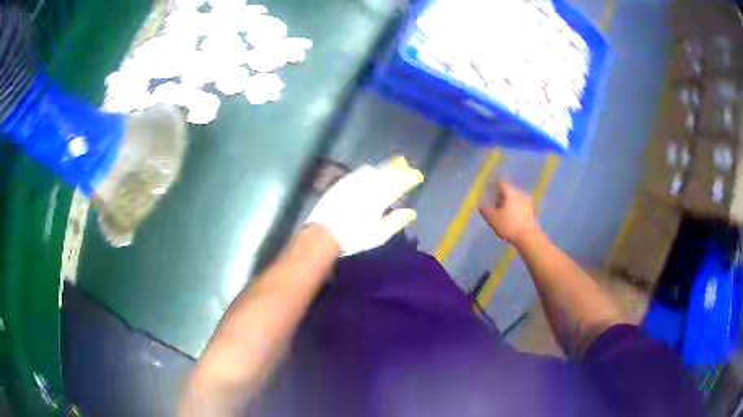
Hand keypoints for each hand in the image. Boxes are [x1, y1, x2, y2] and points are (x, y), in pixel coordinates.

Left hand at [306, 157, 423, 255]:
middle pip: (387, 173)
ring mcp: (353, 183)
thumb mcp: (379, 235)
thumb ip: (396, 221)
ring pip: (373, 170)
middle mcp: (367, 186)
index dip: (409, 178)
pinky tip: (370, 170)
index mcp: (379, 199)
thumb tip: (411, 213)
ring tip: (392, 165)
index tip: (417, 175)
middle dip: (398, 169)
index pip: (399, 184)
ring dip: (384, 167)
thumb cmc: (354, 237)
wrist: (323, 234)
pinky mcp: (342, 183)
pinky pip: (359, 172)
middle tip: (406, 166)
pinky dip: (369, 170)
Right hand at [479, 181, 541, 246]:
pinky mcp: (532, 211)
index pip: (501, 183)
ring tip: (501, 210)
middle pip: (509, 190)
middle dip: (500, 194)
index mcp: (510, 192)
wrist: (529, 237)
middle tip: (493, 201)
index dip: (493, 184)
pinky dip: (514, 208)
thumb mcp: (493, 219)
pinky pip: (521, 206)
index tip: (487, 188)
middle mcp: (520, 193)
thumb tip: (481, 203)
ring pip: (515, 198)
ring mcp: (528, 202)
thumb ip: (485, 209)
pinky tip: (511, 216)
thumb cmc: (509, 226)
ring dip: (508, 202)